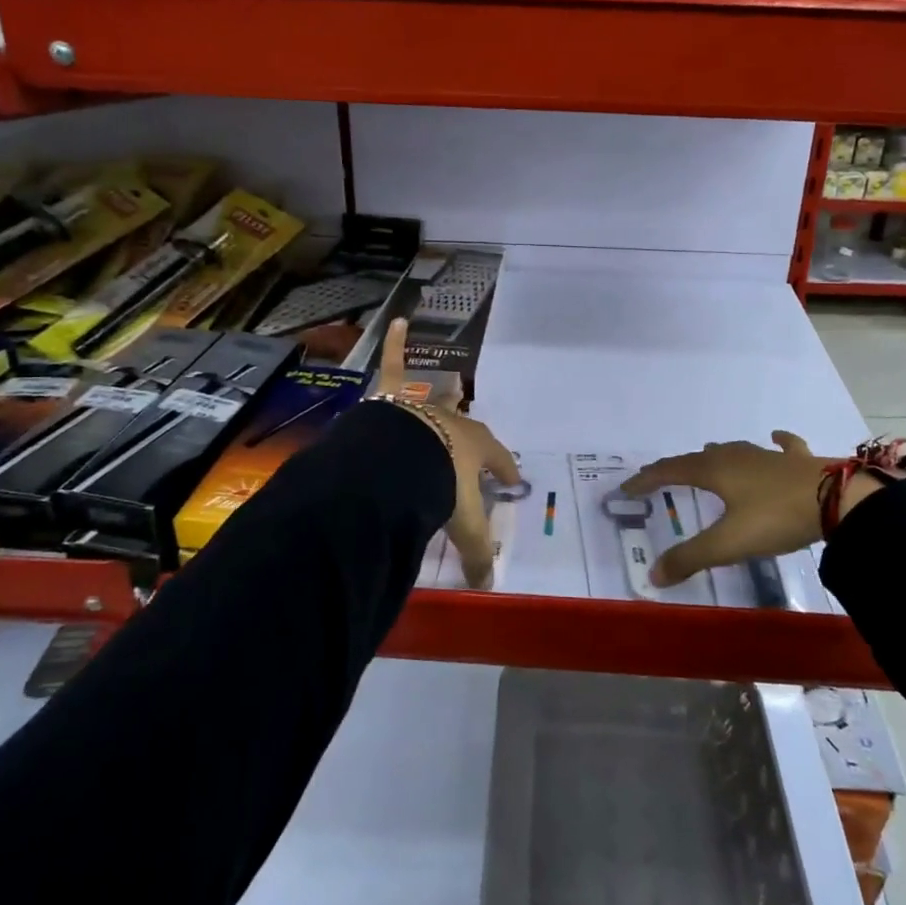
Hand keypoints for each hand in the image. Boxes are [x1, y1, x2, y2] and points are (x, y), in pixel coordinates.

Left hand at [372, 320, 521, 588]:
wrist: (400, 462)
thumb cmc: (439, 489)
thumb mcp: (462, 526)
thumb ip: (476, 554)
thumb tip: (489, 584)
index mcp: (475, 450)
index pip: (497, 461)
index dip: (505, 471)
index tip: (511, 481)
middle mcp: (454, 423)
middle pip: (468, 429)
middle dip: (473, 438)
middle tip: (473, 446)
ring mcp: (424, 405)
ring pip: (437, 398)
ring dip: (445, 395)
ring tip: (455, 385)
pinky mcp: (394, 395)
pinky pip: (393, 364)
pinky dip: (394, 343)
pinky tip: (397, 320)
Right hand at [620, 432, 883, 587]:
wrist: (838, 500)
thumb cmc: (775, 518)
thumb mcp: (728, 543)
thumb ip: (690, 558)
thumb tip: (652, 575)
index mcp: (714, 471)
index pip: (670, 471)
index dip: (647, 479)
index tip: (626, 488)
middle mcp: (736, 456)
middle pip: (698, 458)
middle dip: (676, 467)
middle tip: (661, 477)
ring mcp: (768, 455)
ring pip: (734, 449)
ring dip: (715, 454)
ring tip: (705, 456)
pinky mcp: (797, 460)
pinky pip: (781, 446)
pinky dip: (774, 443)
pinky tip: (775, 438)